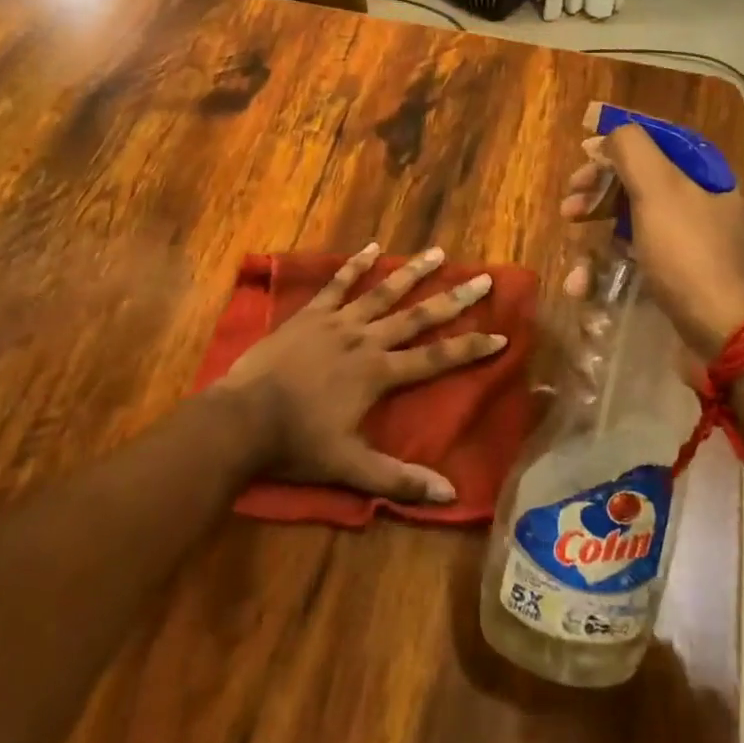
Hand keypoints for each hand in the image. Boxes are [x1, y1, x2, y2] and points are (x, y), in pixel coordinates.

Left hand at [216, 244, 504, 502]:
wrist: (242, 418)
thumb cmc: (296, 444)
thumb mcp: (349, 468)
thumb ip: (398, 479)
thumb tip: (450, 495)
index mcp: (378, 373)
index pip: (436, 359)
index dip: (470, 349)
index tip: (501, 335)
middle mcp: (365, 340)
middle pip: (417, 316)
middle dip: (453, 299)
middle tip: (482, 279)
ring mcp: (337, 322)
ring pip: (382, 292)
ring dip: (412, 272)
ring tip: (437, 252)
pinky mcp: (311, 314)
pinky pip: (337, 284)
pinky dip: (355, 265)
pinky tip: (371, 247)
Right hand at [562, 123, 743, 359]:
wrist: (726, 337)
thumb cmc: (690, 255)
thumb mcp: (659, 190)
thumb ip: (632, 150)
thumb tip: (610, 136)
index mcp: (704, 178)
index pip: (657, 142)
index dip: (618, 143)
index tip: (582, 153)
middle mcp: (700, 207)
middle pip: (639, 184)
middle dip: (598, 192)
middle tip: (569, 206)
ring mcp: (690, 248)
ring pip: (632, 227)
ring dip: (596, 238)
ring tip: (573, 255)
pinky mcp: (678, 282)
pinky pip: (636, 264)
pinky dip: (608, 272)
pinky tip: (585, 287)